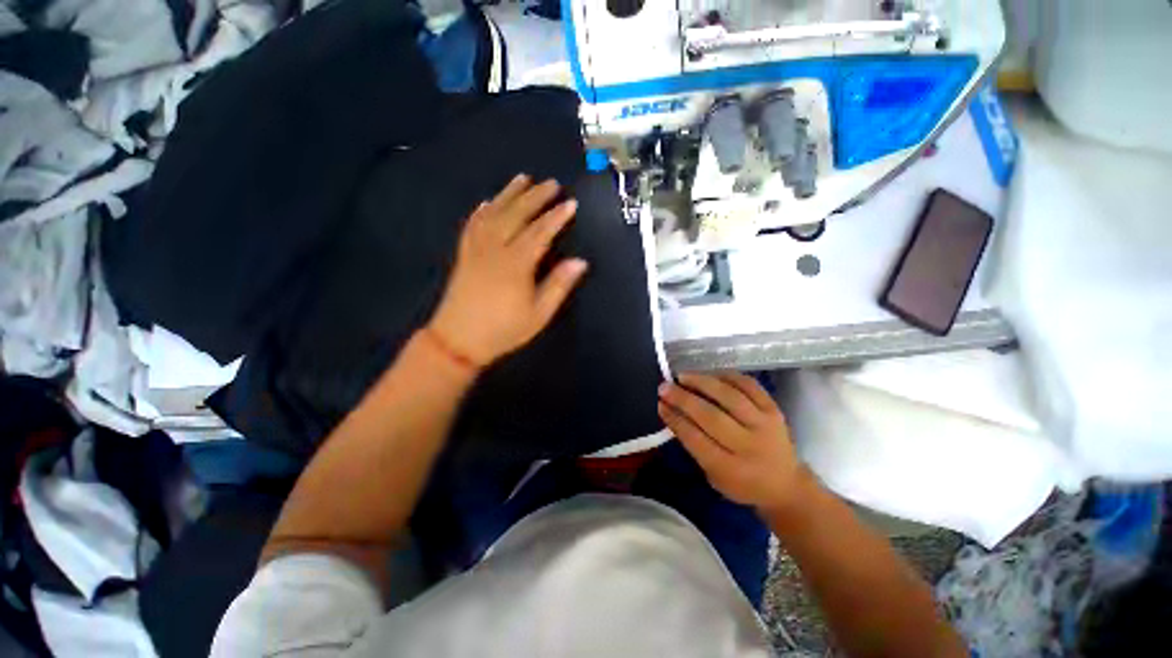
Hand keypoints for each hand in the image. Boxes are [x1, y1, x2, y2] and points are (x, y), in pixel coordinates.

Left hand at [428, 174, 588, 366]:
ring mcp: (476, 249)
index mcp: (516, 264)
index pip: (540, 232)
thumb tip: (580, 262)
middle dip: (535, 197)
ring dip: (509, 194)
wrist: (458, 340)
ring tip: (522, 179)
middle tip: (551, 183)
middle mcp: (495, 249)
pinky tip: (487, 202)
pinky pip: (472, 224)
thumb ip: (558, 285)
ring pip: (493, 213)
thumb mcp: (538, 314)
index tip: (571, 203)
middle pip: (516, 215)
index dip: (556, 217)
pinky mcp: (464, 254)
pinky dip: (482, 210)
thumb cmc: (503, 330)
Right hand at [658, 372, 812, 513]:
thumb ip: (695, 445)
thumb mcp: (713, 475)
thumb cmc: (742, 483)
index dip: (674, 419)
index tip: (658, 403)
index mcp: (730, 469)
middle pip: (711, 416)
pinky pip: (749, 386)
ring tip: (683, 376)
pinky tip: (710, 374)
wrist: (786, 485)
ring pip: (730, 397)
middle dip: (683, 399)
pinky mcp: (775, 410)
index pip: (696, 439)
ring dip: (702, 383)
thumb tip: (672, 412)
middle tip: (664, 387)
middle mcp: (749, 446)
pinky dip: (727, 376)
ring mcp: (765, 425)